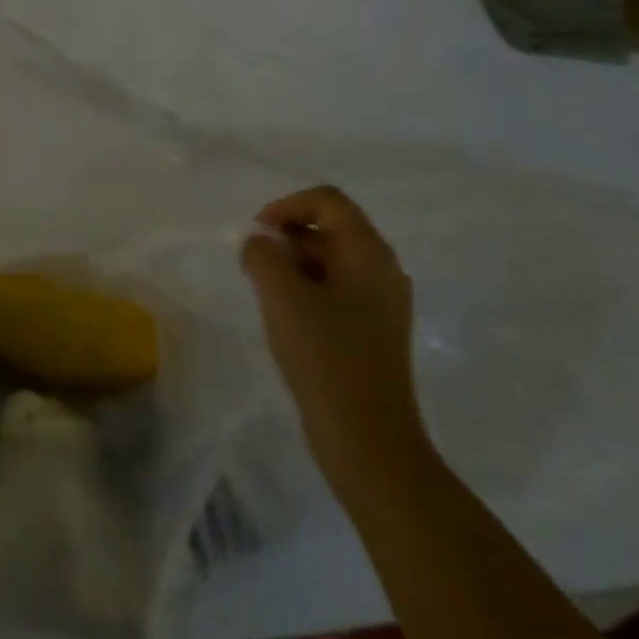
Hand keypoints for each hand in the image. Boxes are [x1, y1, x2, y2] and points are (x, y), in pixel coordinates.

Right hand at [242, 186, 429, 490]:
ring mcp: (383, 301)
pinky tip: (287, 319)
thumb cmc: (325, 356)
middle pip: (330, 227)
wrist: (368, 438)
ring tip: (265, 294)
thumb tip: (261, 243)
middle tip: (255, 266)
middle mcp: (383, 268)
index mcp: (368, 252)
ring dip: (293, 264)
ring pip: (331, 260)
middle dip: (287, 236)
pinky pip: (337, 290)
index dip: (285, 206)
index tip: (256, 235)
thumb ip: (263, 255)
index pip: (326, 200)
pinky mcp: (374, 330)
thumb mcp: (281, 296)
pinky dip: (307, 290)